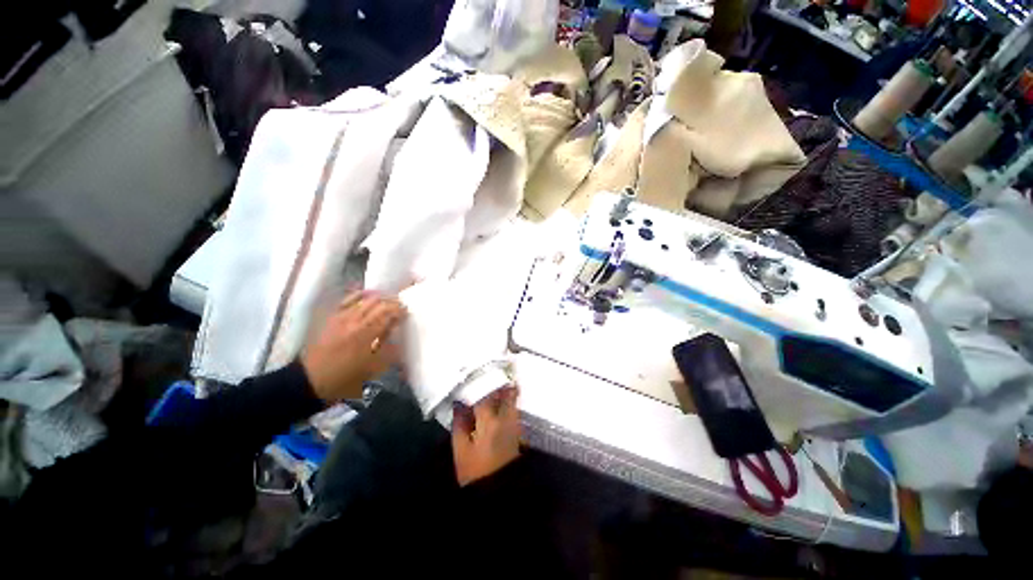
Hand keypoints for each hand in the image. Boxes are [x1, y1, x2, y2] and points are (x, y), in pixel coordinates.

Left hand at [301, 291, 405, 401]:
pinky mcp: (332, 317)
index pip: (388, 314)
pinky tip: (368, 294)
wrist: (312, 380)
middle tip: (400, 306)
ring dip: (380, 298)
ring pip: (365, 299)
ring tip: (388, 301)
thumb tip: (396, 332)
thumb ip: (387, 347)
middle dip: (392, 303)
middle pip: (379, 304)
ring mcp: (342, 317)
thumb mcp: (373, 367)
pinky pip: (348, 300)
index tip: (407, 312)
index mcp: (366, 334)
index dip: (400, 311)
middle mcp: (355, 321)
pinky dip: (360, 295)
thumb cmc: (346, 378)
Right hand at [452, 386, 521, 486]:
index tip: (475, 376)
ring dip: (506, 390)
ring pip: (512, 399)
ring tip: (496, 383)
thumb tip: (459, 403)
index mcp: (489, 421)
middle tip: (491, 374)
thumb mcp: (461, 451)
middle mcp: (505, 418)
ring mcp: (515, 424)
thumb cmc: (476, 473)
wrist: (498, 493)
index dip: (480, 384)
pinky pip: (514, 409)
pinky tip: (502, 401)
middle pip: (506, 392)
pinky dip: (510, 401)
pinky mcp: (519, 431)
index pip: (486, 395)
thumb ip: (459, 424)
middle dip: (499, 382)